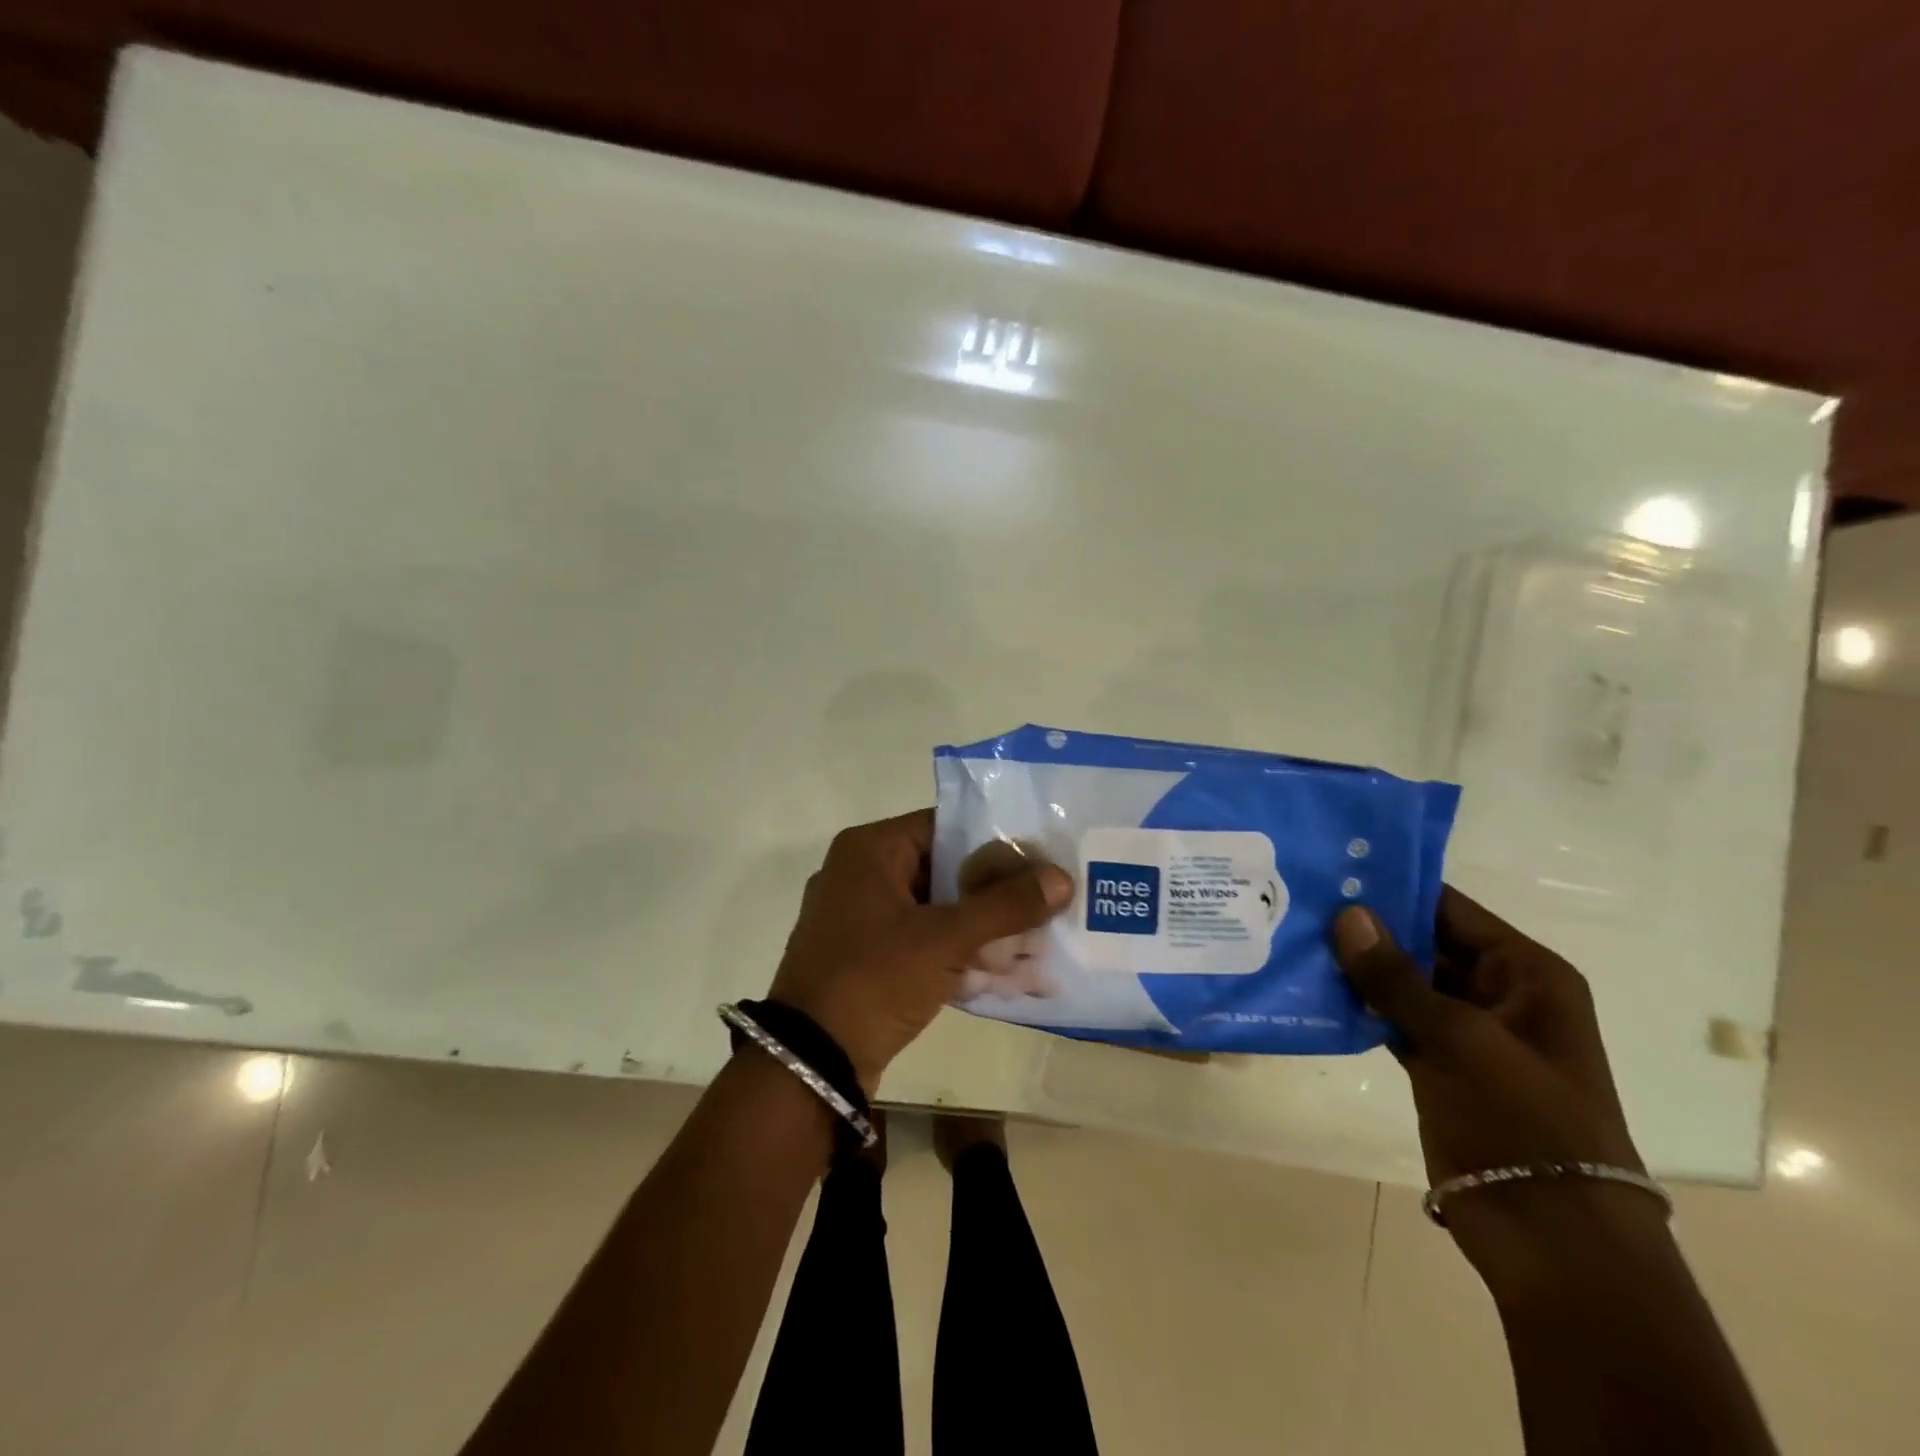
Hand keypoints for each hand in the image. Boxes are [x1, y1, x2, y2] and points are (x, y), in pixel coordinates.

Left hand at [768, 810, 1072, 1092]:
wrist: (811, 1063)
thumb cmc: (874, 979)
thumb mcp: (946, 938)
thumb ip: (1006, 906)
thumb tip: (1063, 877)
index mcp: (869, 850)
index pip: (944, 826)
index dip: (994, 840)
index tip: (1039, 856)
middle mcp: (860, 874)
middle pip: (942, 868)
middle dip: (993, 889)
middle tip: (1045, 897)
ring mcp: (859, 919)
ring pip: (934, 908)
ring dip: (980, 924)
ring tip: (1035, 935)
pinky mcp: (865, 957)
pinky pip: (921, 941)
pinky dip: (957, 951)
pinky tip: (1003, 969)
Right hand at [1332, 888, 1657, 1277]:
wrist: (1552, 1237)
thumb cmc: (1523, 1121)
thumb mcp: (1460, 1039)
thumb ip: (1396, 977)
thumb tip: (1346, 913)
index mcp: (1525, 973)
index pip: (1450, 909)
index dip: (1394, 887)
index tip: (1331, 867)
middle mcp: (1496, 992)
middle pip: (1423, 942)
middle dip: (1366, 925)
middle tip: (1299, 898)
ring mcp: (1465, 1031)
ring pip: (1401, 981)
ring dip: (1356, 966)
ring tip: (1293, 933)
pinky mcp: (1437, 1064)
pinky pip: (1391, 1018)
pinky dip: (1357, 1005)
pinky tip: (1310, 987)